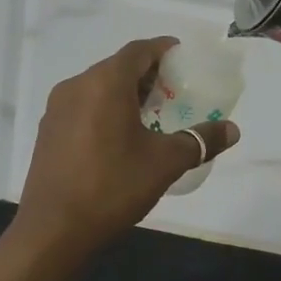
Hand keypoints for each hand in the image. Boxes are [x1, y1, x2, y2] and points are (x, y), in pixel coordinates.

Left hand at [14, 38, 240, 255]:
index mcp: (105, 83)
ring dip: (125, 93)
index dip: (162, 49)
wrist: (53, 231)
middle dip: (146, 74)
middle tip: (174, 91)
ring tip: (151, 115)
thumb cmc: (112, 187)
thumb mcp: (165, 163)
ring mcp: (57, 109)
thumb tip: (232, 130)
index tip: (182, 57)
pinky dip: (104, 109)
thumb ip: (200, 140)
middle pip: (117, 67)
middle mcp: (76, 85)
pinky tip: (119, 137)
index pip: (138, 51)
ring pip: (97, 87)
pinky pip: (82, 106)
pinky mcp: (48, 131)